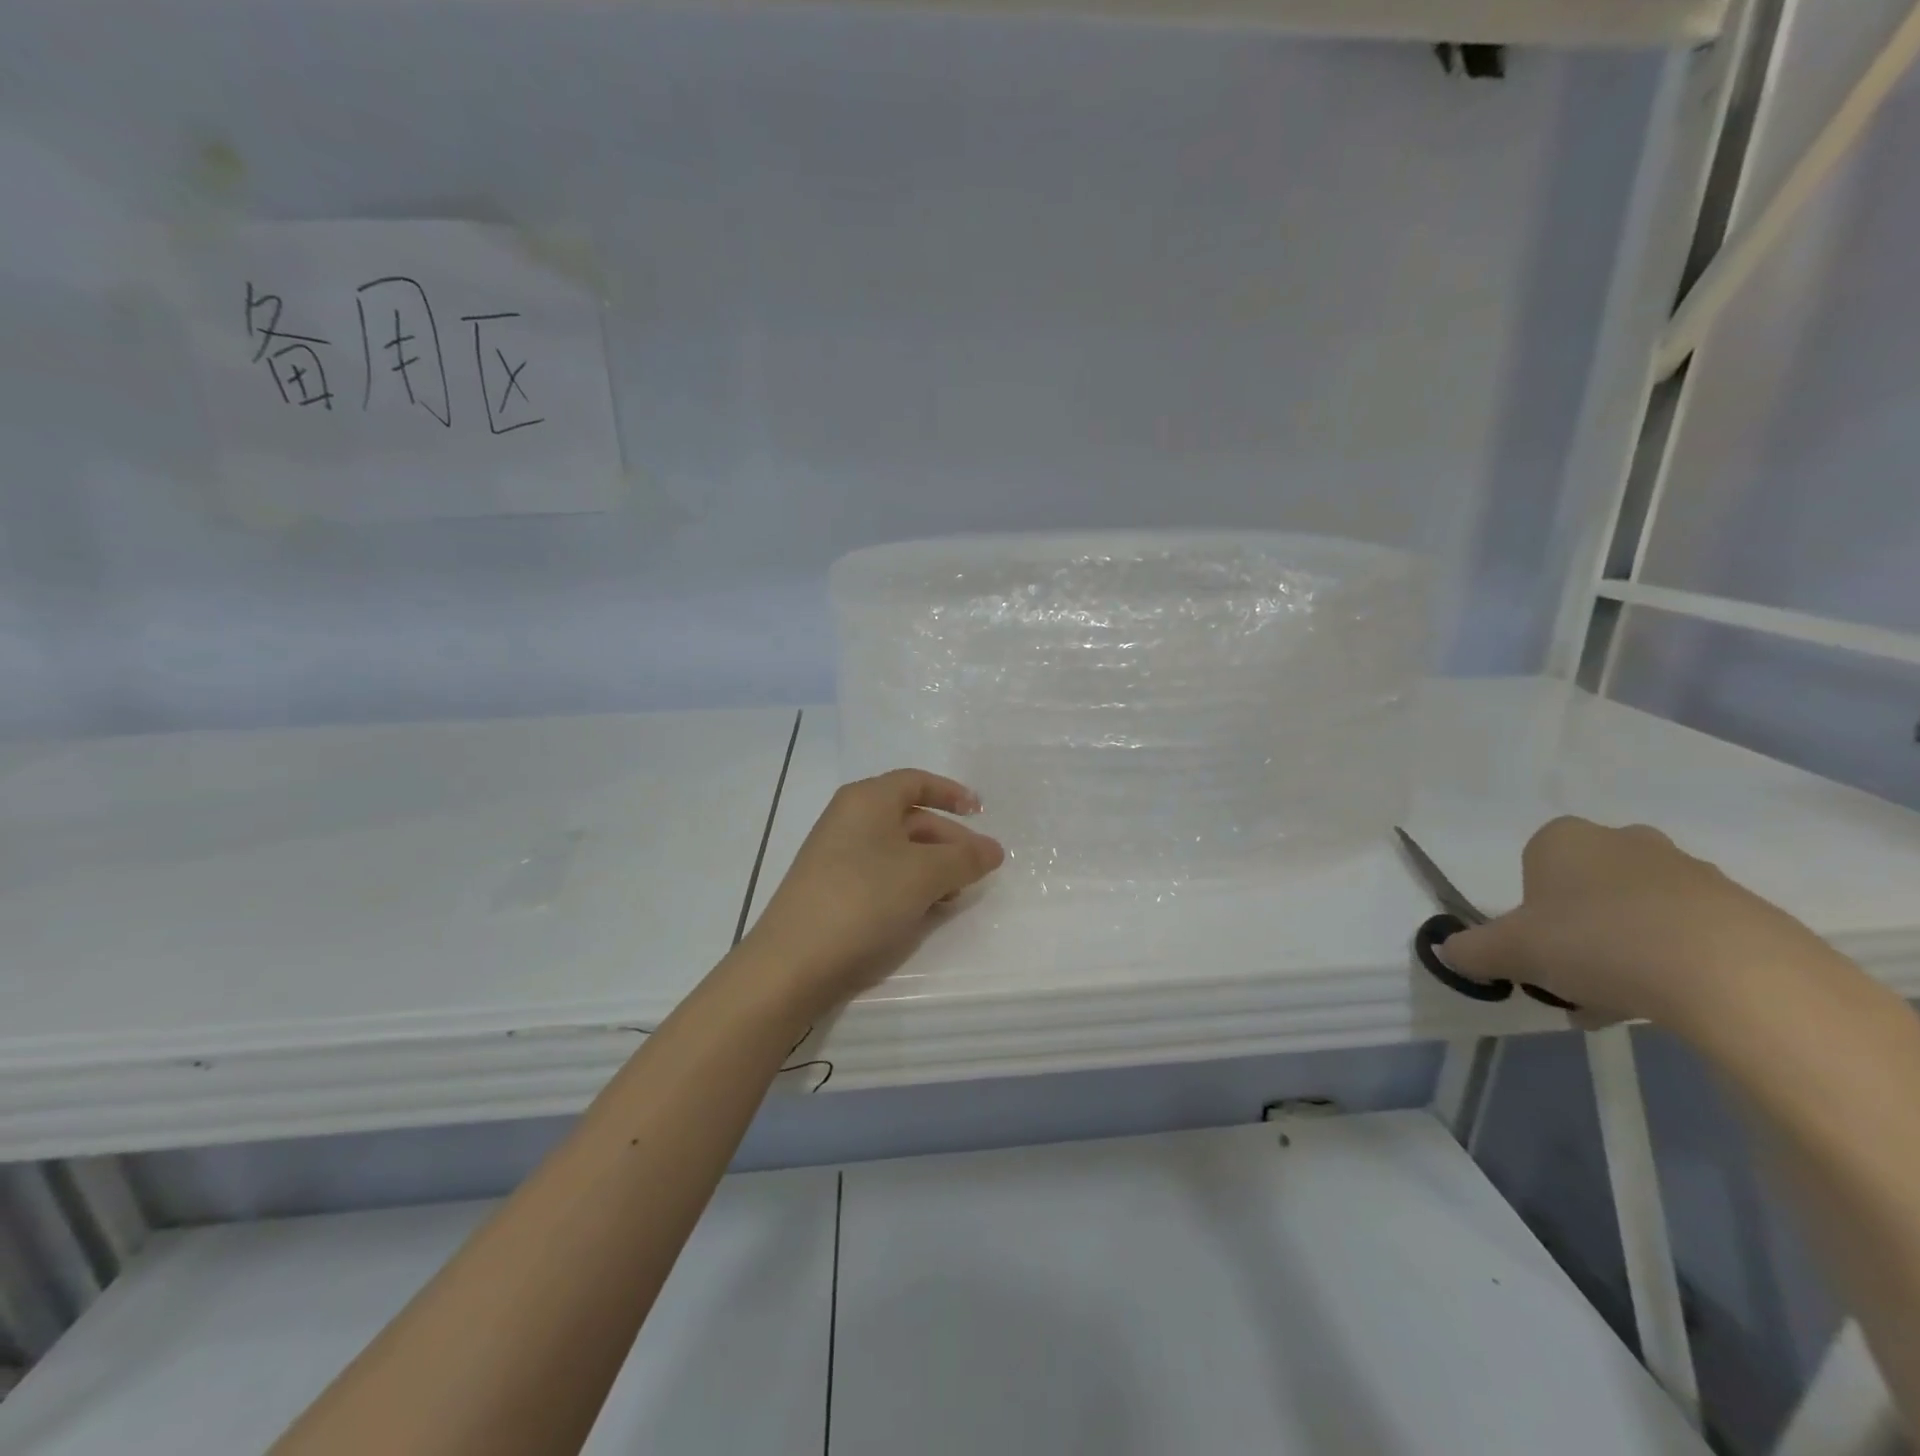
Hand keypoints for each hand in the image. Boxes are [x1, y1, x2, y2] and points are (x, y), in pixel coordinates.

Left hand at [740, 769, 1004, 1020]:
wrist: (793, 963)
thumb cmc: (864, 900)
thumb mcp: (924, 875)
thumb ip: (964, 859)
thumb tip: (993, 850)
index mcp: (867, 800)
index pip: (915, 782)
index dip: (951, 793)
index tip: (981, 814)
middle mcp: (850, 820)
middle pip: (911, 818)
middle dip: (949, 841)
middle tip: (980, 869)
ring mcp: (837, 856)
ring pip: (898, 851)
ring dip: (932, 868)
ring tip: (956, 896)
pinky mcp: (833, 890)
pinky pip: (881, 875)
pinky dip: (909, 886)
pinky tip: (925, 911)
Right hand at [1443, 815, 1829, 1030]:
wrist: (1735, 975)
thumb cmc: (1596, 942)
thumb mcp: (1510, 952)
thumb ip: (1471, 950)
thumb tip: (1447, 951)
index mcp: (1564, 838)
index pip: (1533, 868)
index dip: (1530, 913)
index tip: (1537, 951)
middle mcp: (1625, 841)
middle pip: (1586, 890)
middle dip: (1577, 933)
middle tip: (1575, 979)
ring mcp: (1691, 871)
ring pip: (1637, 914)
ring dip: (1623, 952)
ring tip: (1623, 1003)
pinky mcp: (1746, 909)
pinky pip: (1690, 934)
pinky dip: (1674, 964)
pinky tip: (1671, 1004)